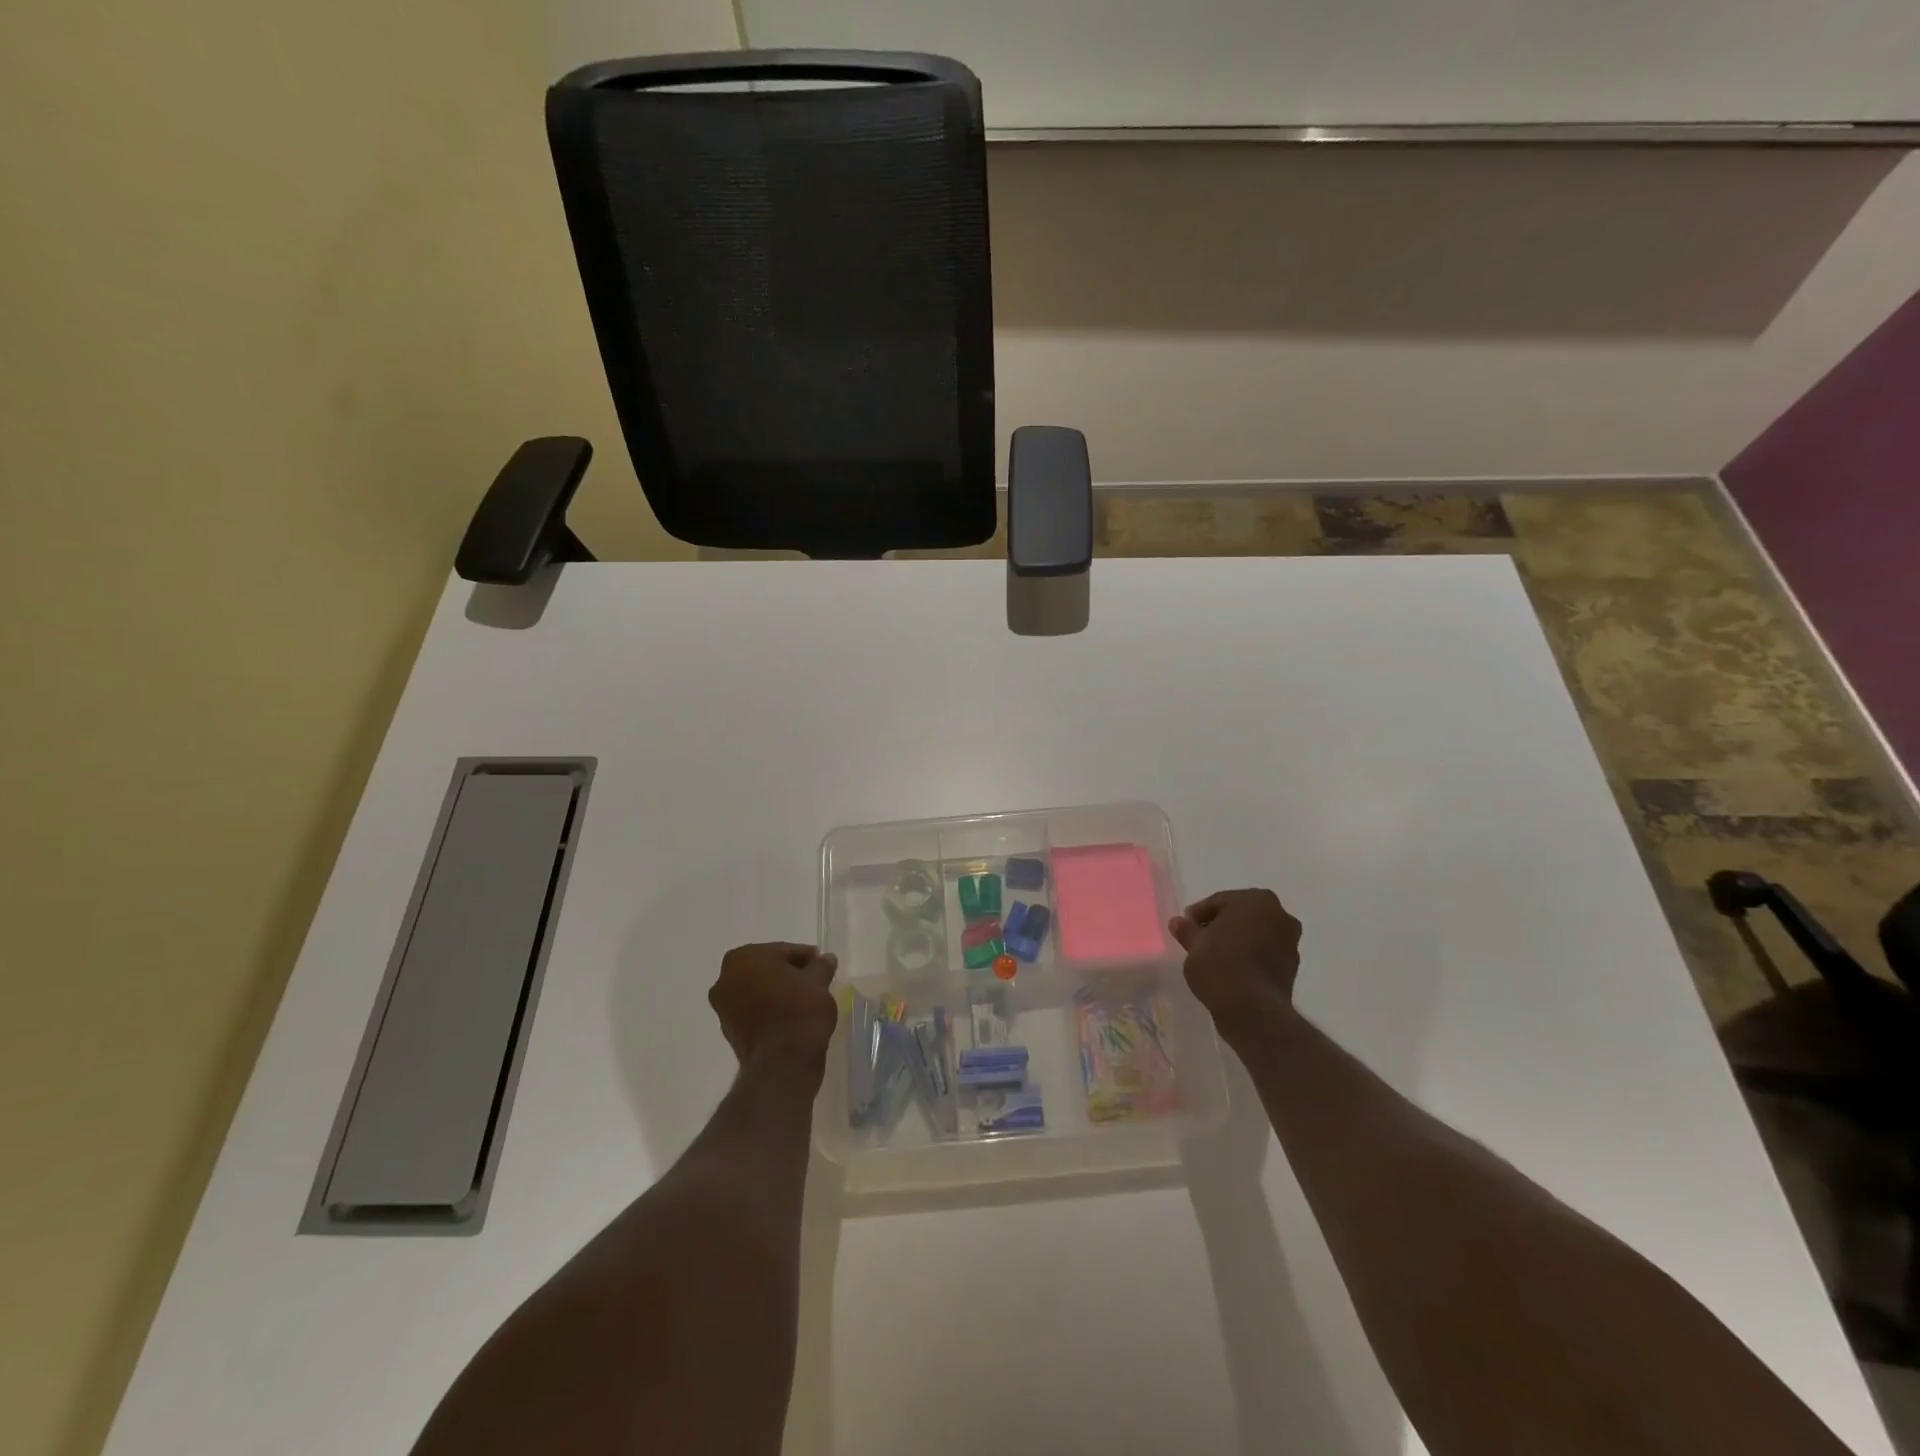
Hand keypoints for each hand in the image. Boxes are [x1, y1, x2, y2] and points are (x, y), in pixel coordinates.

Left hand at [709, 942, 838, 1064]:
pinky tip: (791, 1016)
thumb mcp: (818, 981)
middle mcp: (725, 979)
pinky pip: (754, 1011)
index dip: (805, 957)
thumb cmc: (799, 1010)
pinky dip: (770, 1010)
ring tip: (804, 1000)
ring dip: (778, 992)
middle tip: (814, 980)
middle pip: (766, 969)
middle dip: (788, 973)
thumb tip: (825, 959)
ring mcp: (723, 1008)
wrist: (783, 1062)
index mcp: (743, 958)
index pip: (782, 950)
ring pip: (758, 990)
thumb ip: (821, 965)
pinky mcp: (729, 1032)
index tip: (822, 965)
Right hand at [1171, 889, 1301, 1032]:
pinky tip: (1232, 969)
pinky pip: (1265, 953)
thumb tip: (1178, 922)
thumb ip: (1187, 930)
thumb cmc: (1220, 964)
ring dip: (1238, 940)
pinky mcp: (1292, 967)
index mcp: (1256, 900)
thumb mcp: (1194, 944)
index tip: (1186, 926)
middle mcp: (1279, 915)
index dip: (1199, 914)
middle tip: (1200, 939)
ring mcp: (1290, 942)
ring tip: (1215, 956)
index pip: (1220, 901)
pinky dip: (1250, 956)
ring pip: (1256, 934)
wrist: (1252, 1009)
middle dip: (1221, 925)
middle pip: (1242, 915)